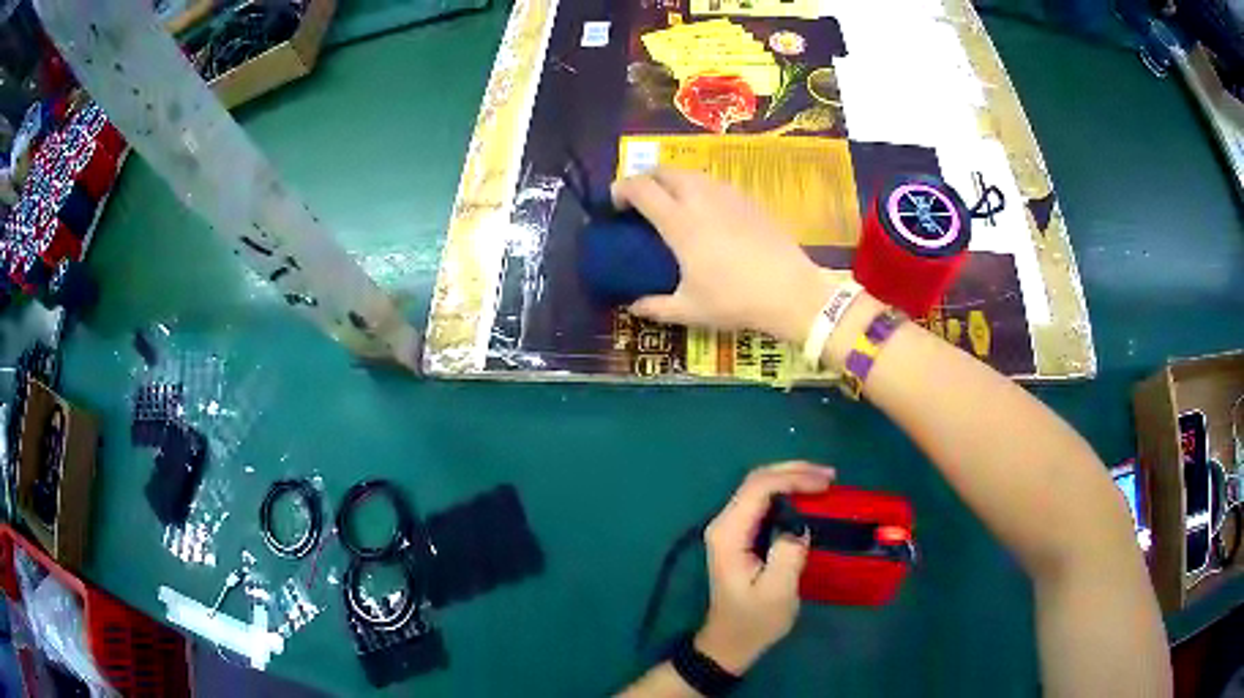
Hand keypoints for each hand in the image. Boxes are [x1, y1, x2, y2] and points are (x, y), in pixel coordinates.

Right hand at [611, 168, 833, 344]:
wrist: (791, 291)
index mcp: (679, 222)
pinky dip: (700, 188)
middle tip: (642, 202)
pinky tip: (707, 212)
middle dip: (646, 179)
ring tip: (673, 205)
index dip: (621, 189)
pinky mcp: (749, 199)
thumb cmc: (735, 300)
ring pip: (692, 172)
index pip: (640, 188)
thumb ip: (655, 306)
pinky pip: (715, 182)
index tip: (615, 205)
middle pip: (665, 170)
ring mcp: (728, 195)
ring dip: (674, 181)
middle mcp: (701, 198)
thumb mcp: (689, 310)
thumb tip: (633, 306)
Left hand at [695, 462, 834, 673]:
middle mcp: (725, 523)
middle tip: (831, 476)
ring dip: (792, 478)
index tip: (826, 485)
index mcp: (729, 533)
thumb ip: (788, 554)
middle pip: (757, 480)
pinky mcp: (741, 535)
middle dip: (795, 471)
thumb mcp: (776, 593)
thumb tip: (799, 525)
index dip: (793, 479)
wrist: (729, 643)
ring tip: (826, 482)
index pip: (759, 489)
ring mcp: (731, 528)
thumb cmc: (753, 621)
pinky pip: (764, 502)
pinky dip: (789, 492)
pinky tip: (810, 497)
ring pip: (760, 487)